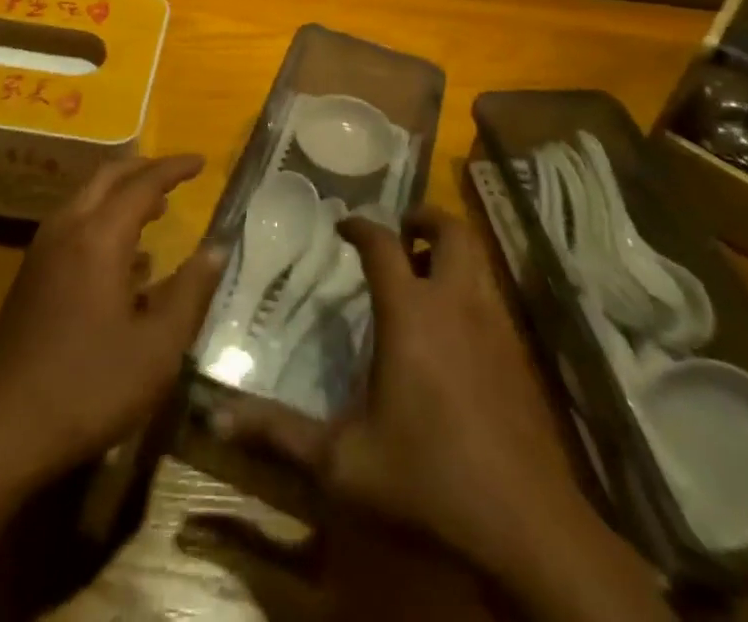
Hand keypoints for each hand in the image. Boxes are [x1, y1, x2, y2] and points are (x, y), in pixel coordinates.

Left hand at [0, 154, 224, 485]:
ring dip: (122, 195)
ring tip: (157, 210)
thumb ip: (190, 292)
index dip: (174, 169)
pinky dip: (103, 221)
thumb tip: (217, 248)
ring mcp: (43, 252)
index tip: (202, 162)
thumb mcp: (157, 349)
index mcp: (99, 237)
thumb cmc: (87, 388)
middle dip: (144, 169)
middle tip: (177, 175)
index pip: (143, 183)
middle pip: (108, 178)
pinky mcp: (30, 277)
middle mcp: (68, 230)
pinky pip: (74, 226)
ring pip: (87, 200)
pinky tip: (125, 261)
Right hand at [217, 207, 665, 621]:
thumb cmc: (429, 483)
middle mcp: (455, 303)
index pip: (383, 245)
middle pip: (451, 231)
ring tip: (422, 272)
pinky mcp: (519, 355)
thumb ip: (281, 434)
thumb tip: (218, 417)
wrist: (529, 529)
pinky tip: (452, 329)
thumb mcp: (344, 464)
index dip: (360, 227)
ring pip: (477, 260)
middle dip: (424, 219)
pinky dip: (470, 287)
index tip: (343, 225)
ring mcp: (494, 326)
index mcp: (410, 313)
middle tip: (401, 229)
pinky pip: (492, 296)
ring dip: (450, 251)